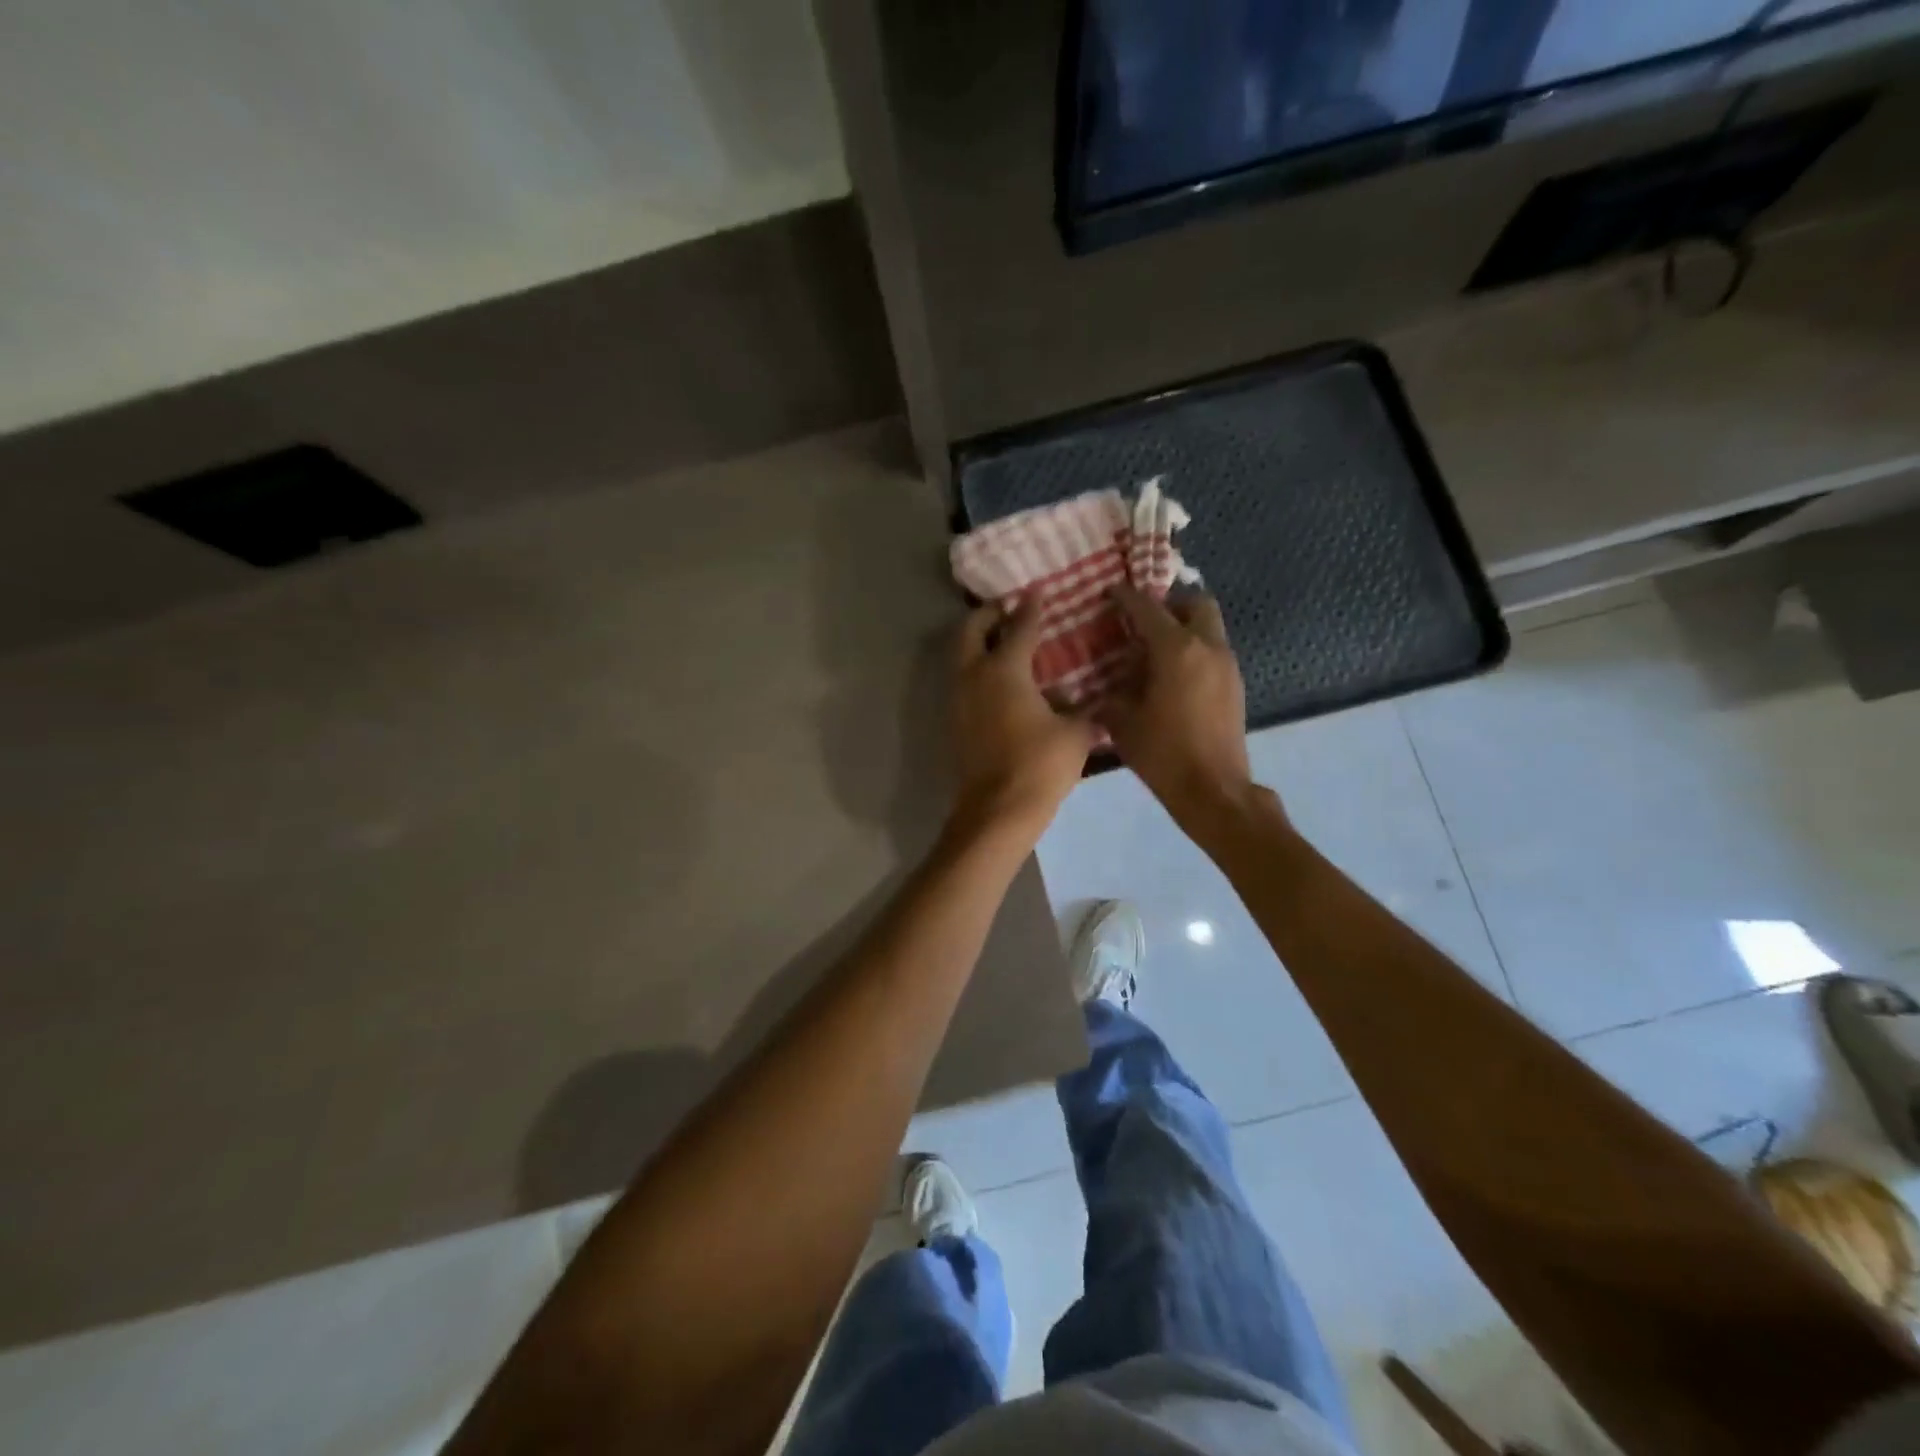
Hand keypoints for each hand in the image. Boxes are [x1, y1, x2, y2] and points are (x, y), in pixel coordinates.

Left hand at [950, 597, 1096, 841]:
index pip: (1018, 627)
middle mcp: (974, 676)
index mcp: (1004, 670)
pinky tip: (1004, 683)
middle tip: (1009, 610)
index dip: (1030, 607)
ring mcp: (959, 699)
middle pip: (971, 631)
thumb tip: (1094, 701)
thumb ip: (1085, 710)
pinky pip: (964, 681)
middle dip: (988, 615)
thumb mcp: (1075, 733)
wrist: (998, 811)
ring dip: (979, 643)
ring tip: (1007, 643)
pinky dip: (978, 670)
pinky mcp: (955, 722)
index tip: (1037, 591)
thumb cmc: (1040, 766)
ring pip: (962, 657)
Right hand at [1100, 584, 1259, 835]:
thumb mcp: (1122, 722)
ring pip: (1209, 627)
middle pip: (1195, 602)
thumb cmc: (1163, 754)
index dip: (1125, 596)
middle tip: (1143, 620)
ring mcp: (1227, 666)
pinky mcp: (1235, 686)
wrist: (1214, 791)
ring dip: (1184, 628)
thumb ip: (1113, 692)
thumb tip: (1108, 681)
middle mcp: (1207, 647)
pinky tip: (1172, 677)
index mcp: (1176, 650)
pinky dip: (1194, 651)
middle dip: (1169, 603)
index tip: (1109, 592)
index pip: (1148, 608)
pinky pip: (1213, 651)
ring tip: (1154, 650)